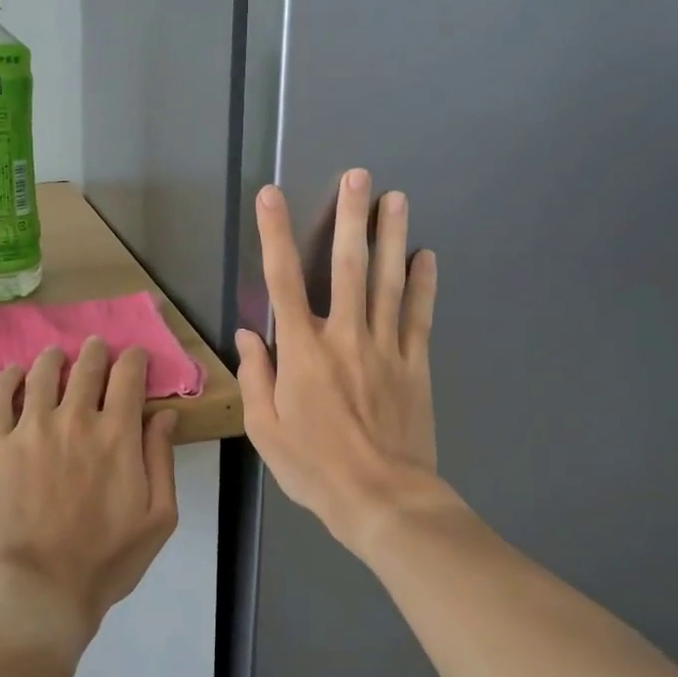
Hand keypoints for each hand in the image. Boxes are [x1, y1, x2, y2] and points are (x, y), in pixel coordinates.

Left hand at [0, 338, 179, 657]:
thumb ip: (162, 460)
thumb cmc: (107, 560)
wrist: (41, 590)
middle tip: (96, 349)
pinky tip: (13, 375)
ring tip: (56, 358)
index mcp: (118, 434)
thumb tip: (164, 414)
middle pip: (87, 366)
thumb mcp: (159, 517)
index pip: (128, 375)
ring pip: (43, 372)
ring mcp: (31, 429)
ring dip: (54, 358)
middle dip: (96, 352)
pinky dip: (6, 378)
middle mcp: (75, 419)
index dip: (134, 358)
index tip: (134, 357)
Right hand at [236, 169, 438, 555]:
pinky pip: (419, 316)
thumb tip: (250, 334)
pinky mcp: (416, 364)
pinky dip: (424, 284)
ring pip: (389, 282)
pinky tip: (427, 256)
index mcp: (303, 352)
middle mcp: (344, 337)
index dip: (275, 234)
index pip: (284, 280)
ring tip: (396, 198)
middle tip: (359, 176)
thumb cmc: (315, 468)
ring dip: (392, 237)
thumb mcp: (265, 430)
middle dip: (351, 218)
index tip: (271, 196)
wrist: (382, 500)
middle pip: (349, 267)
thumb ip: (256, 377)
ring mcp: (385, 348)